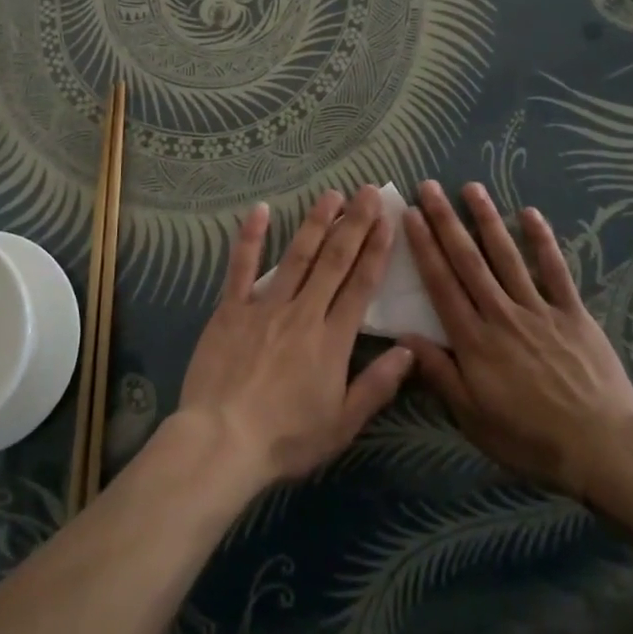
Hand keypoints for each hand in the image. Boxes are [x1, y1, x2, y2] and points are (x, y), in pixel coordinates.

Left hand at [176, 187, 414, 490]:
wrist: (223, 440)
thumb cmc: (286, 439)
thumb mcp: (342, 424)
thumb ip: (377, 385)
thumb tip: (409, 350)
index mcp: (332, 340)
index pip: (361, 285)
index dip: (376, 250)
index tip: (387, 220)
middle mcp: (303, 312)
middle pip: (334, 261)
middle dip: (353, 224)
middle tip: (367, 192)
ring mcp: (265, 306)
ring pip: (296, 256)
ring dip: (315, 223)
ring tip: (331, 195)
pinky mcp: (231, 309)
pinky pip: (242, 267)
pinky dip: (251, 237)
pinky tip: (260, 210)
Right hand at [399, 181, 632, 499]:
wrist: (601, 448)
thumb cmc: (529, 438)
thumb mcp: (473, 418)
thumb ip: (439, 374)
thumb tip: (405, 336)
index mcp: (474, 340)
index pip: (441, 283)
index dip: (424, 246)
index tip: (410, 215)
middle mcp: (501, 314)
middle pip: (468, 260)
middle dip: (446, 221)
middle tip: (429, 187)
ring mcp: (539, 310)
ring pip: (507, 256)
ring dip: (486, 220)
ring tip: (471, 188)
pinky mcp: (573, 313)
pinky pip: (555, 270)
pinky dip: (543, 241)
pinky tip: (530, 213)